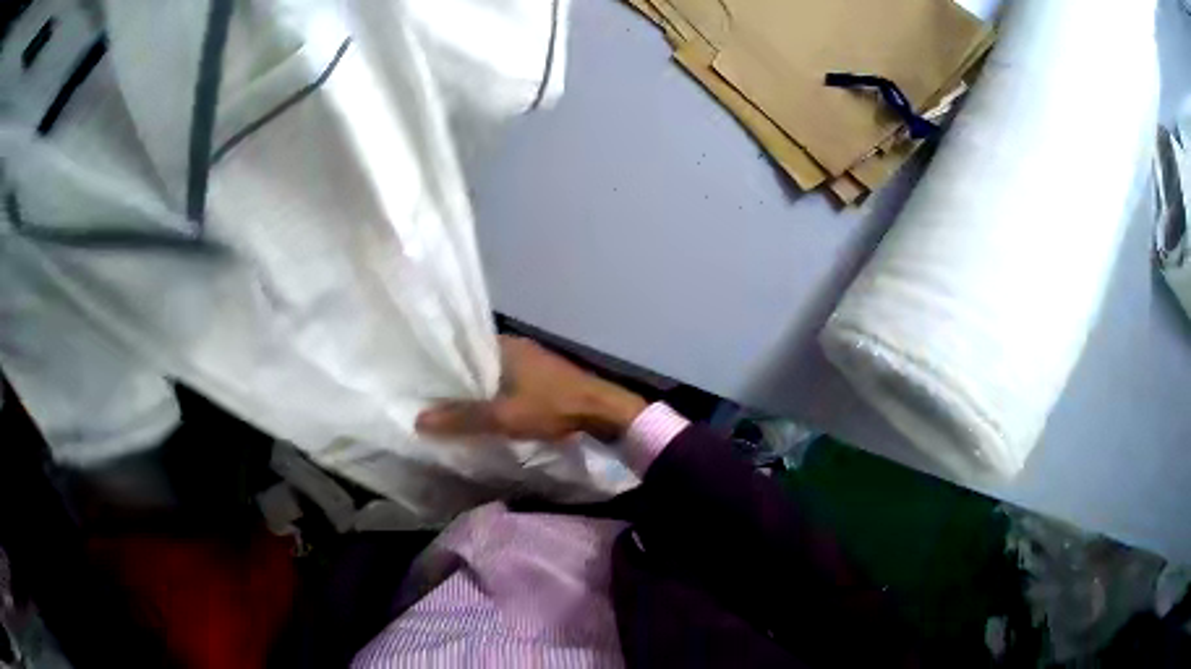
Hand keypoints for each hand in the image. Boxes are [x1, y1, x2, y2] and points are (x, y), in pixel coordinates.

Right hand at [416, 335, 647, 442]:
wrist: (603, 411)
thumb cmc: (552, 407)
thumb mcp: (504, 416)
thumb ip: (463, 418)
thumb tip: (419, 420)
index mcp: (504, 345)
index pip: (461, 346)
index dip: (440, 362)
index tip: (420, 377)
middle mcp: (515, 346)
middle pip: (475, 361)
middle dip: (456, 378)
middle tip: (430, 396)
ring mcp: (531, 359)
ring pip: (492, 372)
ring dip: (476, 387)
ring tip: (451, 405)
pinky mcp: (542, 375)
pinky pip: (507, 380)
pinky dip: (494, 393)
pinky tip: (484, 409)